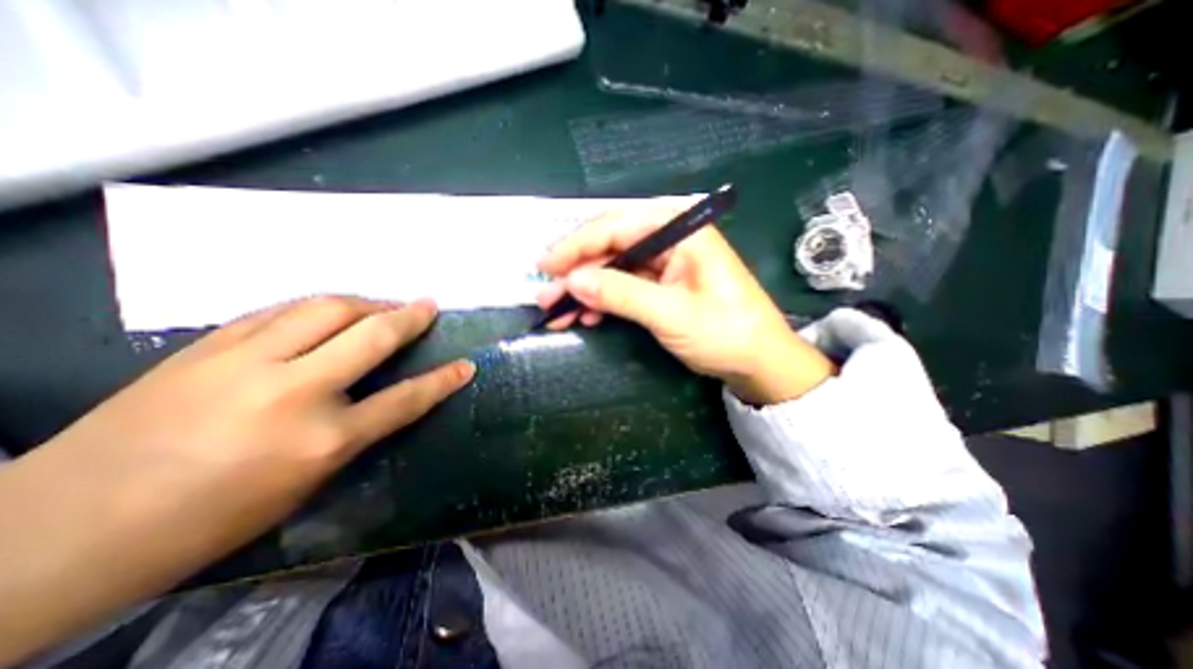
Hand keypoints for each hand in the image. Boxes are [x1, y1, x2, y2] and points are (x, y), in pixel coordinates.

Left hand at [56, 294, 471, 549]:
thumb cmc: (209, 519)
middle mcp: (293, 392)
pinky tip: (328, 309)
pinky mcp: (207, 346)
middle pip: (371, 337)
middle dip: (409, 317)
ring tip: (383, 304)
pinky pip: (280, 311)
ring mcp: (246, 362)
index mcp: (322, 441)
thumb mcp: (304, 484)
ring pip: (326, 309)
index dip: (442, 381)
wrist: (61, 530)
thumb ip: (352, 433)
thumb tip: (381, 397)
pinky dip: (316, 306)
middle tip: (428, 305)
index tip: (466, 365)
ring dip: (365, 302)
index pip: (405, 400)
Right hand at [535, 203, 830, 403]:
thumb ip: (621, 293)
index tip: (546, 266)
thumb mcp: (671, 314)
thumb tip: (572, 281)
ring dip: (586, 290)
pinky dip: (603, 301)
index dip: (577, 245)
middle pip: (611, 247)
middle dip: (577, 272)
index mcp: (681, 230)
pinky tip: (586, 316)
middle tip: (546, 295)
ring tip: (558, 313)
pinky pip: (625, 285)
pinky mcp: (663, 284)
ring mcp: (666, 263)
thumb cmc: (725, 333)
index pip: (617, 226)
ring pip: (614, 268)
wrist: (759, 362)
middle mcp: (671, 238)